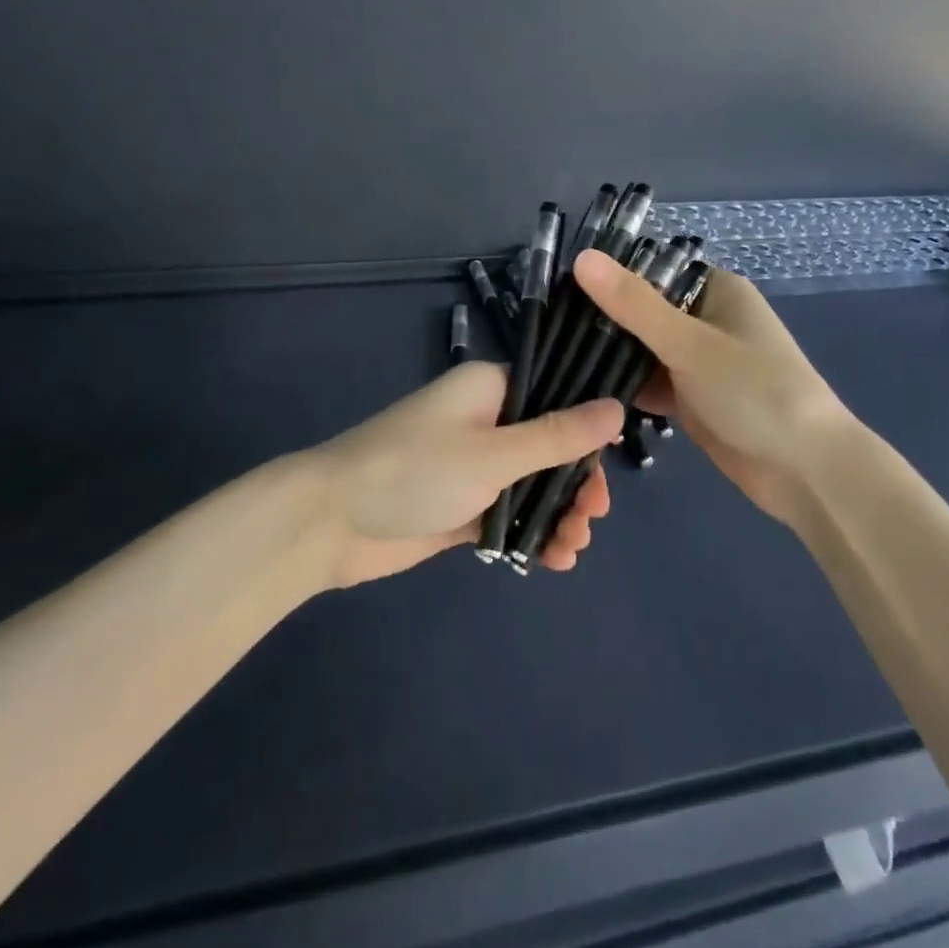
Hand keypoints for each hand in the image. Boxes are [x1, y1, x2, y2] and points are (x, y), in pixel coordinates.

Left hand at [311, 361, 623, 586]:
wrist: (331, 523)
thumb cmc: (415, 470)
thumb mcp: (494, 453)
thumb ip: (557, 435)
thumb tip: (617, 408)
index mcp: (489, 388)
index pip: (554, 394)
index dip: (586, 427)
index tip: (610, 462)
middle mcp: (484, 421)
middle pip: (548, 445)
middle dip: (574, 482)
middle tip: (592, 517)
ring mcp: (471, 466)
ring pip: (531, 484)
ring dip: (557, 513)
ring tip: (572, 546)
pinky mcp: (461, 507)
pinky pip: (508, 514)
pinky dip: (531, 533)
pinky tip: (553, 559)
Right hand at [573, 250, 857, 527]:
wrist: (805, 472)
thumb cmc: (755, 392)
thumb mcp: (690, 343)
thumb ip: (634, 304)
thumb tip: (581, 257)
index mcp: (716, 291)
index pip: (652, 270)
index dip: (609, 274)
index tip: (558, 283)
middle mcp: (706, 319)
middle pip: (643, 310)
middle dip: (603, 318)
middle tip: (547, 323)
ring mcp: (699, 361)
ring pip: (643, 349)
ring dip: (610, 354)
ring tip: (552, 352)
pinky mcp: (692, 398)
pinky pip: (649, 382)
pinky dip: (624, 385)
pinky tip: (581, 389)